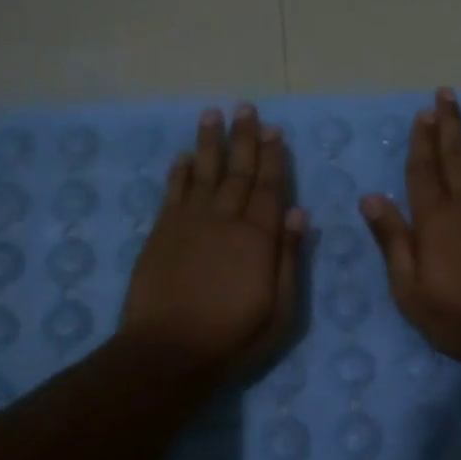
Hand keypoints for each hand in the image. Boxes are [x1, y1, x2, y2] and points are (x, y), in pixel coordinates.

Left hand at [120, 103, 305, 378]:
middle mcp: (224, 220)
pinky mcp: (161, 233)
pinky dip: (178, 172)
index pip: (269, 188)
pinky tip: (183, 156)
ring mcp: (189, 223)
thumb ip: (289, 258)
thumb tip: (299, 212)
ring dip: (209, 143)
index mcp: (258, 238)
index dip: (273, 157)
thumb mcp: (281, 309)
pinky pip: (172, 192)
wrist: (168, 351)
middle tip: (246, 108)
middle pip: (238, 172)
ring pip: (202, 172)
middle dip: (244, 139)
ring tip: (213, 114)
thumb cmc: (233, 336)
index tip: (275, 130)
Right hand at [361, 88, 460, 362]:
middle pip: (456, 153)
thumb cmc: (459, 314)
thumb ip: (393, 240)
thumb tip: (370, 198)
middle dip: (450, 121)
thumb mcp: (410, 288)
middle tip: (447, 91)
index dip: (421, 140)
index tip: (423, 112)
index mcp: (434, 219)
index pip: (423, 170)